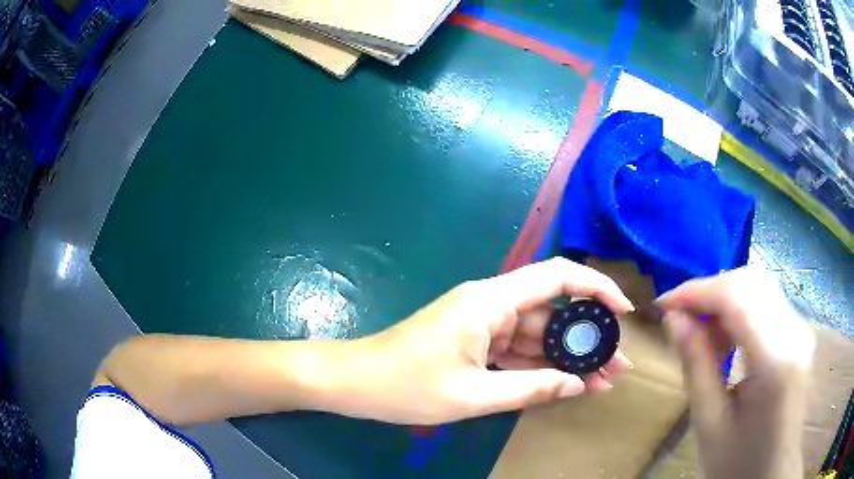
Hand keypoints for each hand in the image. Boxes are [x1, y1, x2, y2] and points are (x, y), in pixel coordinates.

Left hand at [322, 258, 634, 424]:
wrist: (355, 382)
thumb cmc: (405, 386)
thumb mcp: (472, 396)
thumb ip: (530, 389)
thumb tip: (578, 384)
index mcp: (489, 301)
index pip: (557, 277)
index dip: (596, 288)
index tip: (623, 312)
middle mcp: (490, 302)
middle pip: (552, 312)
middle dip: (587, 338)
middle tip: (618, 365)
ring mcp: (482, 321)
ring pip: (536, 333)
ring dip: (566, 356)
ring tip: (601, 380)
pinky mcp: (474, 338)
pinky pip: (516, 347)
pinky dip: (539, 364)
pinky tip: (564, 382)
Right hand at [657, 268, 814, 478]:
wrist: (772, 472)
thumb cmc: (738, 462)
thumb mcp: (709, 424)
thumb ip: (696, 366)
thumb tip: (673, 318)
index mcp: (775, 361)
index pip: (738, 297)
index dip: (697, 291)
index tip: (663, 304)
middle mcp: (795, 333)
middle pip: (750, 283)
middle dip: (709, 291)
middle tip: (679, 317)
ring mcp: (800, 329)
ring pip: (759, 287)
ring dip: (724, 298)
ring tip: (699, 329)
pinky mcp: (799, 332)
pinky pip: (767, 302)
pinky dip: (740, 308)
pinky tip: (725, 334)